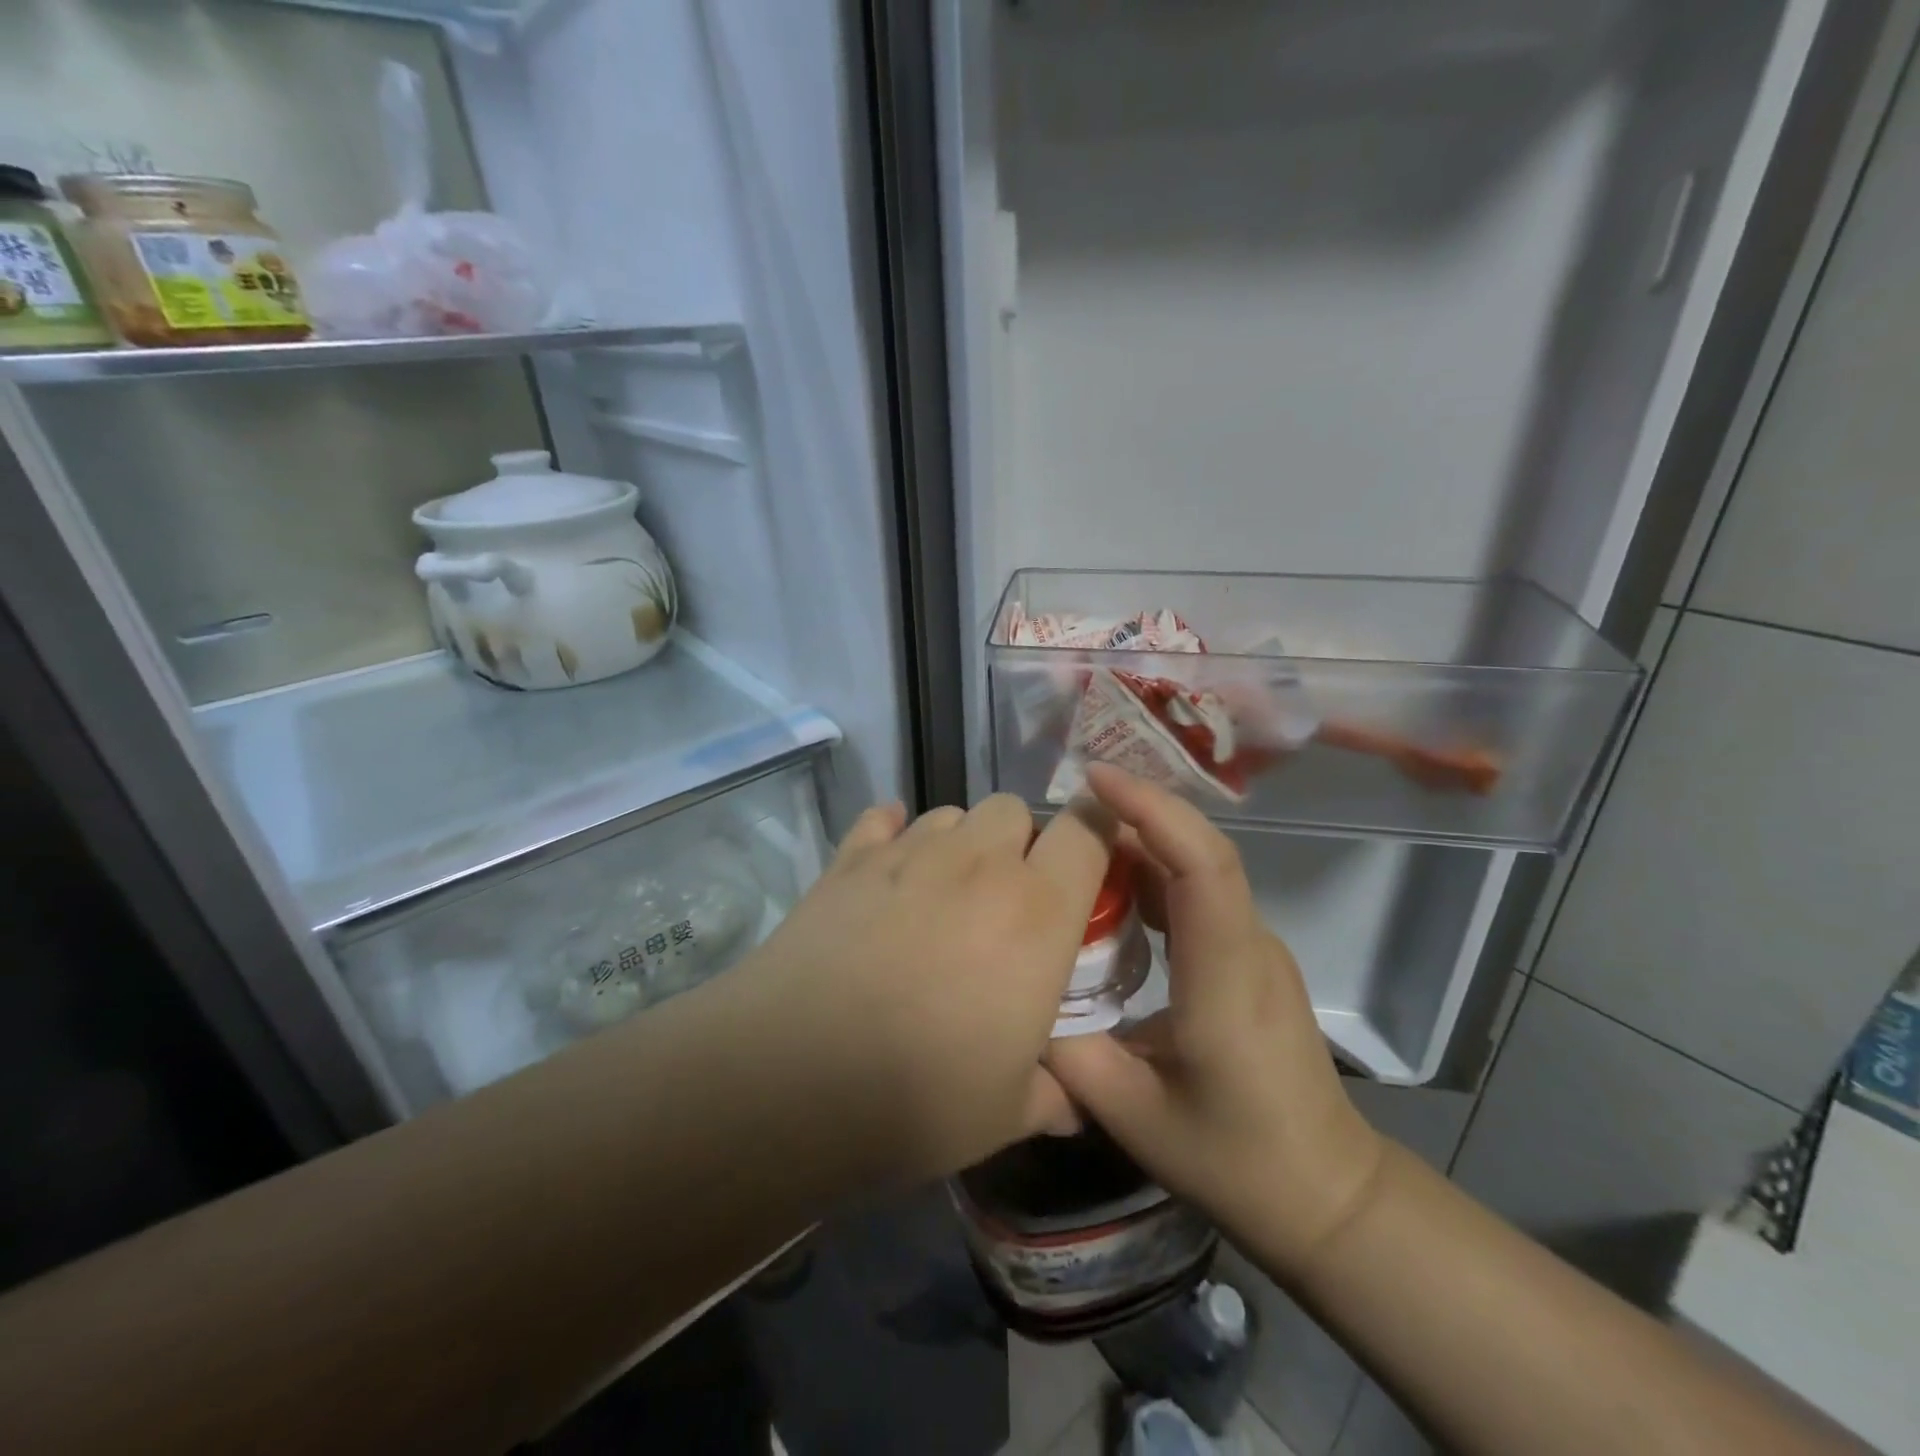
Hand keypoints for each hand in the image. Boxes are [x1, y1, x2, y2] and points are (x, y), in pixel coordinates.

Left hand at [738, 793, 1112, 1184]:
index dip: (1098, 830)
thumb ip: (1054, 1095)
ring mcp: (908, 853)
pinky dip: (892, 833)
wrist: (791, 1078)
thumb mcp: (1008, 1112)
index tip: (1093, 859)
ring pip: (952, 812)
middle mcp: (978, 863)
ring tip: (942, 892)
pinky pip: (882, 819)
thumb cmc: (920, 1096)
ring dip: (960, 841)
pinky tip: (885, 869)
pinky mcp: (849, 859)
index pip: (1087, 831)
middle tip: (1005, 899)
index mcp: (1037, 911)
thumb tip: (1073, 1104)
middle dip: (1020, 841)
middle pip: (1014, 809)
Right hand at [1044, 766, 1383, 1276]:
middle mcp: (1250, 946)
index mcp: (1225, 979)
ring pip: (1201, 867)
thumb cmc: (1234, 1160)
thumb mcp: (1132, 1116)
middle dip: (1138, 812)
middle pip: (1202, 851)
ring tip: (1078, 836)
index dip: (1152, 812)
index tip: (1097, 780)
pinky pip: (1200, 894)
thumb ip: (1066, 1052)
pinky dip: (1153, 873)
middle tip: (1068, 805)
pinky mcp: (1248, 958)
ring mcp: (1256, 949)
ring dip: (1143, 839)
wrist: (1326, 1195)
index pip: (1201, 867)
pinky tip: (1111, 888)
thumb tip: (1021, 995)